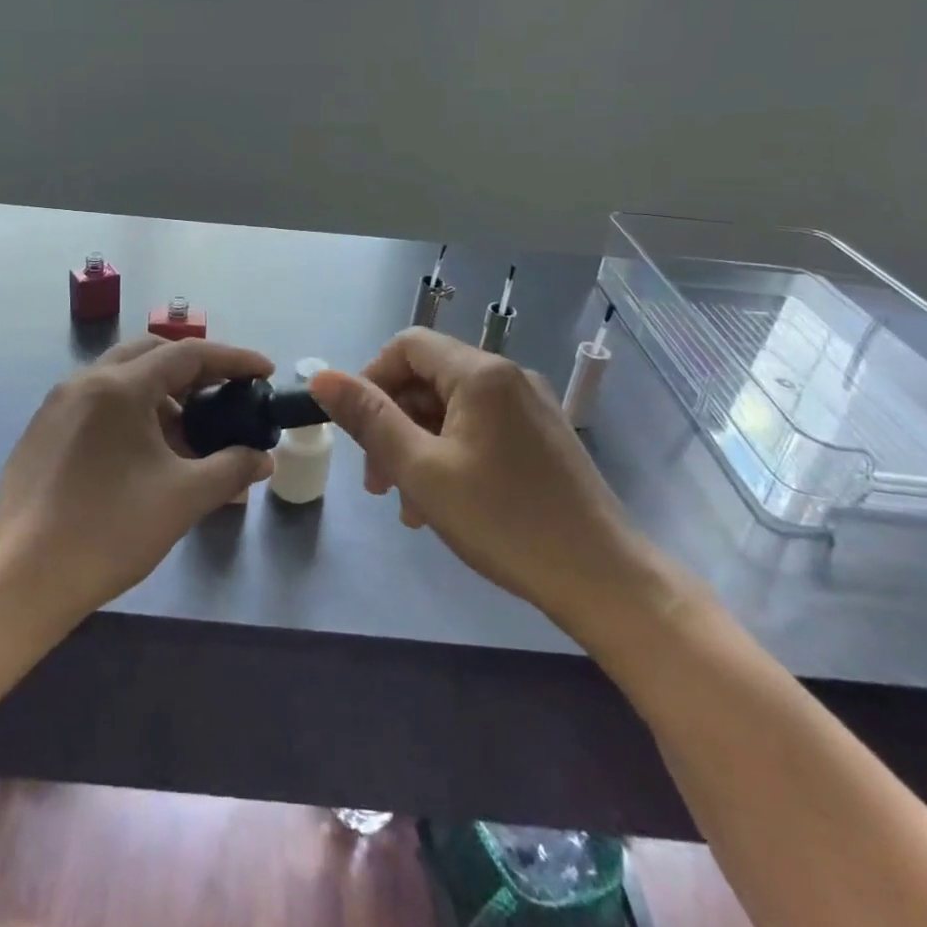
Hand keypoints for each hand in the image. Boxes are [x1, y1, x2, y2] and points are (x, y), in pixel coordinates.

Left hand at [0, 337, 274, 629]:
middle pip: (152, 353)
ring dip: (162, 392)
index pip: (188, 353)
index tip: (264, 371)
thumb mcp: (183, 499)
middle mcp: (86, 381)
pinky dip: (132, 409)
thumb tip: (262, 458)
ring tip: (189, 432)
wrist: (20, 579)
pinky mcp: (43, 430)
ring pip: (122, 377)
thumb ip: (231, 469)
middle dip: (195, 368)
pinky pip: (99, 401)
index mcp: (120, 386)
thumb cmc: (109, 531)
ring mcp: (58, 404)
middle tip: (226, 393)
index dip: (233, 359)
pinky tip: (145, 452)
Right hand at [310, 330, 655, 632]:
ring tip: (408, 505)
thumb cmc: (505, 521)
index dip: (371, 379)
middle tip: (377, 481)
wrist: (605, 581)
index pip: (407, 345)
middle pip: (428, 378)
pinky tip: (443, 504)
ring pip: (452, 408)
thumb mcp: (421, 470)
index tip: (357, 432)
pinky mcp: (542, 437)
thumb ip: (368, 418)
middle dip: (393, 423)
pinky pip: (480, 428)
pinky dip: (451, 454)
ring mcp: (530, 407)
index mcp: (480, 373)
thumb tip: (321, 377)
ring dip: (418, 445)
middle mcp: (508, 376)